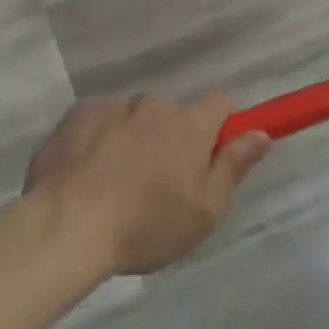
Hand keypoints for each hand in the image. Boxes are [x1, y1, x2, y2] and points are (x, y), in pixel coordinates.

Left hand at [23, 95, 270, 275]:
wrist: (67, 224)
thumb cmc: (145, 226)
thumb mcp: (203, 212)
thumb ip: (233, 167)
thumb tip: (261, 134)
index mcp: (189, 126)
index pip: (220, 102)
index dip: (221, 124)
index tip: (212, 151)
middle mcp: (154, 105)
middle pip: (172, 114)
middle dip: (169, 139)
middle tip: (156, 184)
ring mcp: (114, 105)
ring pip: (133, 118)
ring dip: (132, 139)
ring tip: (114, 185)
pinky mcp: (79, 113)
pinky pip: (99, 120)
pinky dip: (98, 139)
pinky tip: (86, 174)